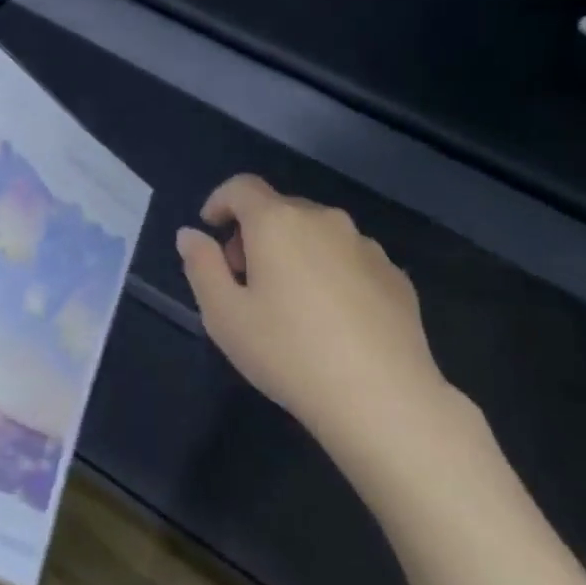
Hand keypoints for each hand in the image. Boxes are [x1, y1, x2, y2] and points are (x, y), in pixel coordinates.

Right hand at [176, 175, 457, 456]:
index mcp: (277, 222)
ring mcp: (365, 246)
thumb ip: (201, 266)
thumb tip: (190, 234)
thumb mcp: (224, 315)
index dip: (220, 201)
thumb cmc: (289, 352)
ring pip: (317, 234)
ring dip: (294, 251)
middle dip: (255, 233)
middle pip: (280, 209)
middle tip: (244, 279)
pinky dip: (330, 272)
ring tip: (290, 303)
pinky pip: (349, 259)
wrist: (382, 398)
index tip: (211, 230)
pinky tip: (331, 319)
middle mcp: (324, 220)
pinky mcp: (395, 275)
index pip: (242, 187)